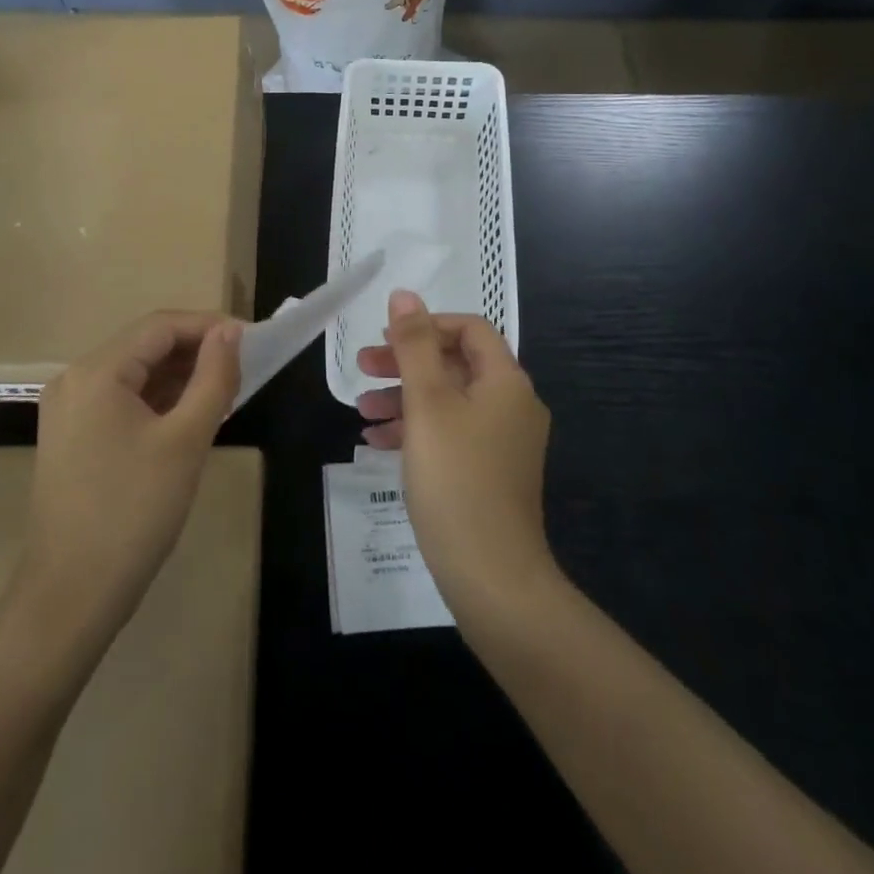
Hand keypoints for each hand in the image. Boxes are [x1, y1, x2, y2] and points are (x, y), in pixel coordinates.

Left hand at [17, 311, 241, 643]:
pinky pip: (121, 401)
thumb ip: (213, 377)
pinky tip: (189, 416)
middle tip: (242, 368)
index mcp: (96, 372)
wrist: (70, 597)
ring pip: (134, 374)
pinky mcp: (71, 438)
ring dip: (178, 377)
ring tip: (224, 391)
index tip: (251, 339)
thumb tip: (230, 332)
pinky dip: (157, 401)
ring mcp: (69, 411)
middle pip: (145, 346)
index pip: (160, 326)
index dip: (209, 326)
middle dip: (195, 351)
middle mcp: (74, 380)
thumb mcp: (186, 440)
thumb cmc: (134, 512)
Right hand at [357, 290, 553, 612]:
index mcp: (506, 382)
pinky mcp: (490, 474)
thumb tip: (405, 294)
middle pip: (456, 364)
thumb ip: (415, 346)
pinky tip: (378, 444)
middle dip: (406, 363)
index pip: (470, 328)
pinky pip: (451, 435)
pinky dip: (416, 430)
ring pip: (449, 402)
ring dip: (404, 398)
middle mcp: (512, 406)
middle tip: (362, 369)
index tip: (386, 339)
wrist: (493, 578)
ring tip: (361, 412)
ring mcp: (504, 443)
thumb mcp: (427, 404)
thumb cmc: (456, 479)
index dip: (426, 326)